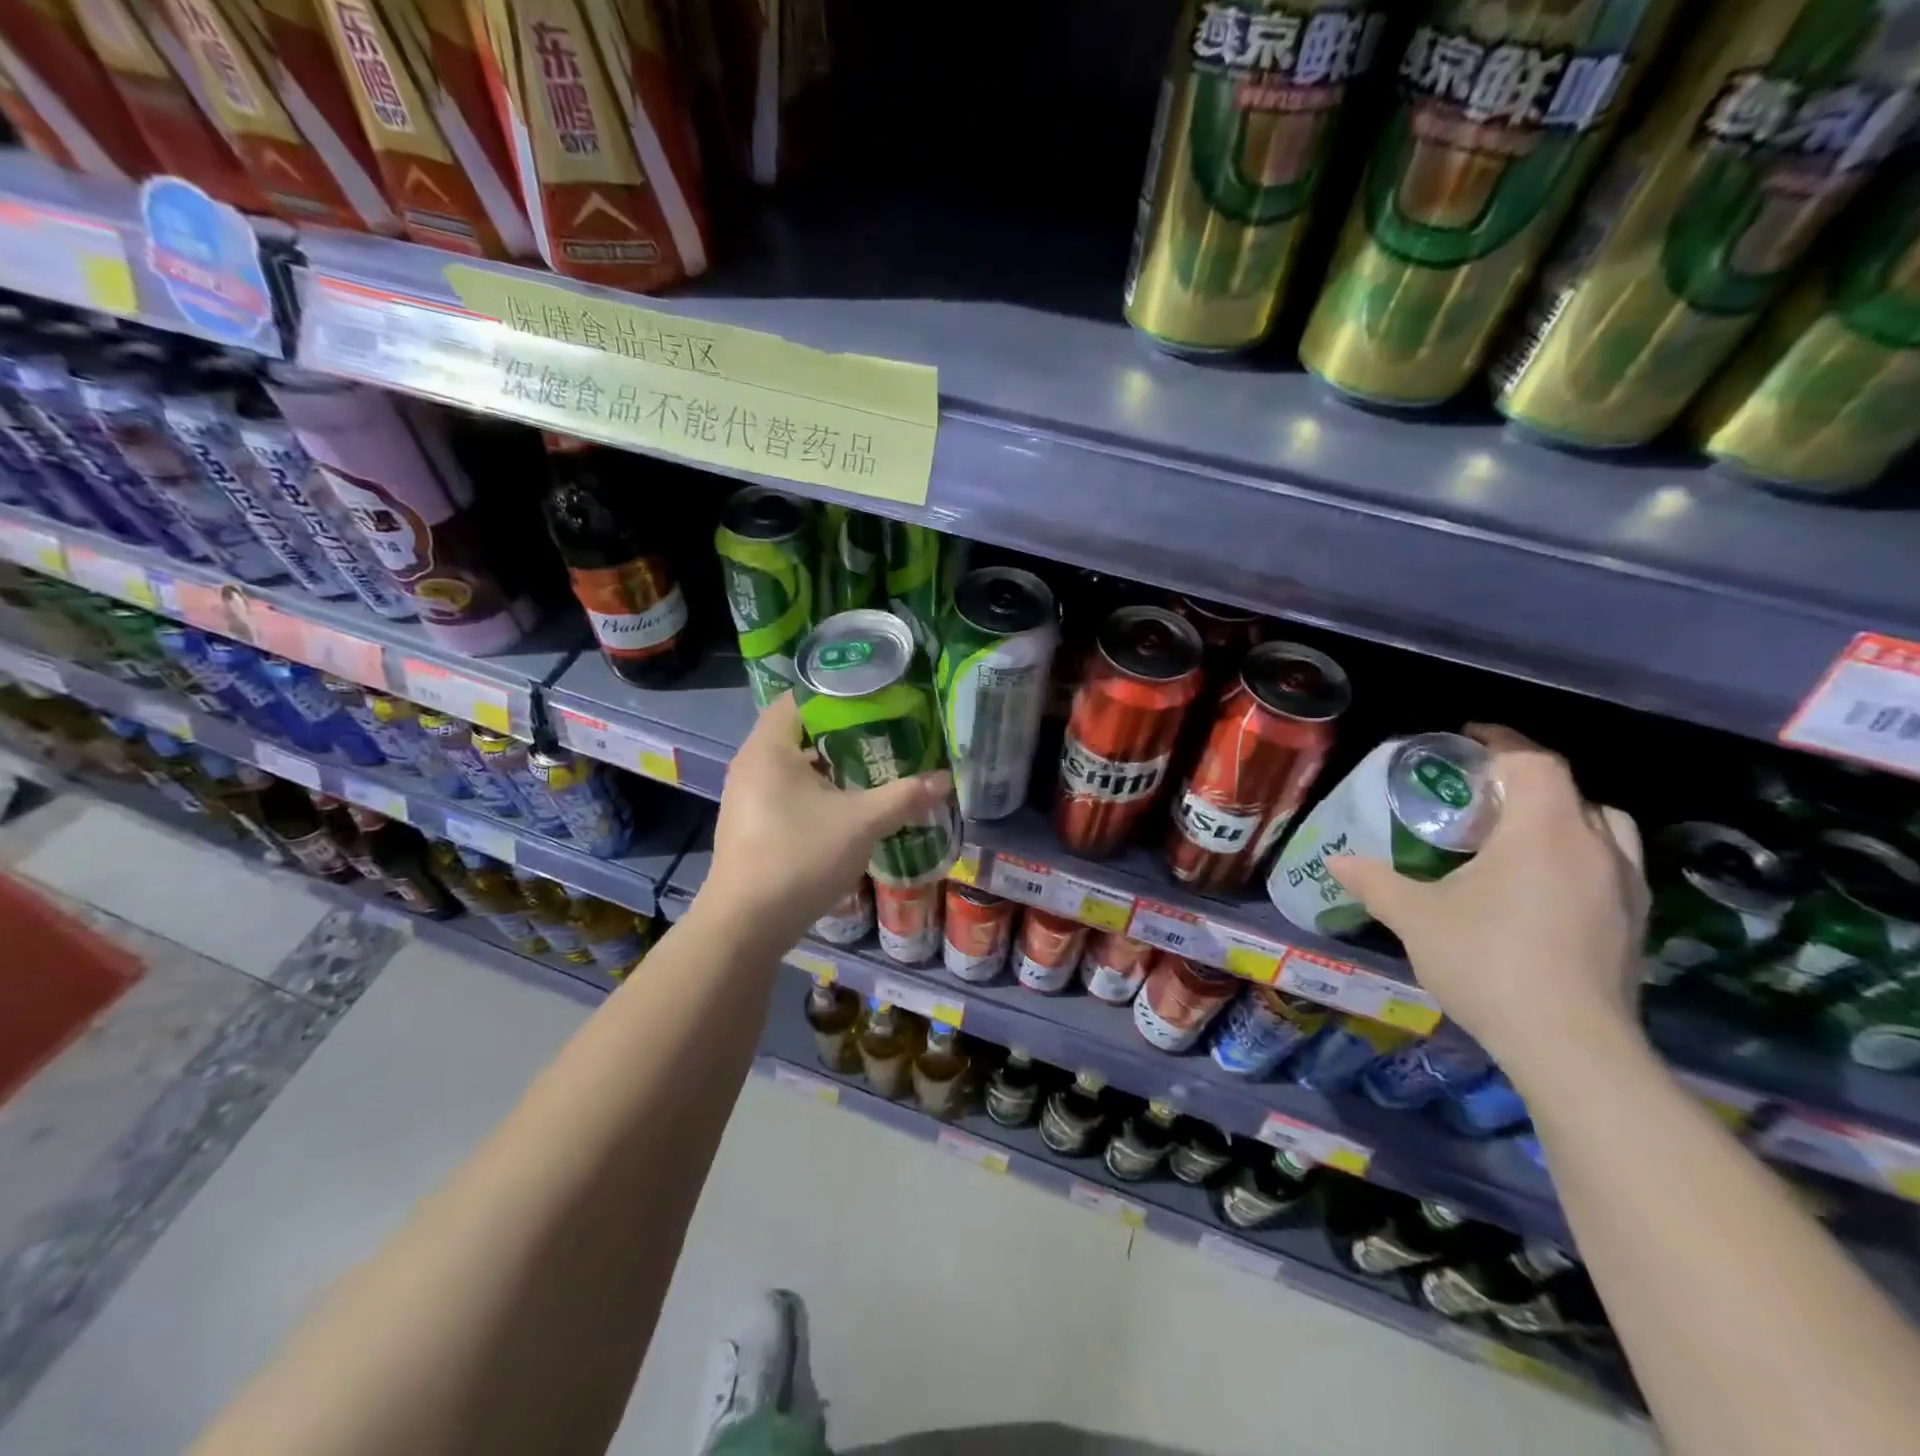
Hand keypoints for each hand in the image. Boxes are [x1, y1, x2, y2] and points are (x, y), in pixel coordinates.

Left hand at [697, 694, 952, 951]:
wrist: (746, 925)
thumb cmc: (799, 858)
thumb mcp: (861, 823)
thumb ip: (904, 797)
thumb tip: (945, 780)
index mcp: (769, 748)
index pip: (801, 697)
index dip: (839, 692)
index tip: (877, 696)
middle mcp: (752, 763)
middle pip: (800, 730)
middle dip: (843, 730)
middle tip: (886, 731)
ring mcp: (747, 795)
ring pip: (794, 764)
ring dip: (831, 764)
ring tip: (874, 765)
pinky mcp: (751, 823)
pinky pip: (787, 790)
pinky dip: (817, 789)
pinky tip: (848, 805)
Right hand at [1326, 725, 1649, 1090]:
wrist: (1571, 1047)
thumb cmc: (1488, 962)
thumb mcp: (1416, 917)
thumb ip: (1376, 882)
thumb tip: (1336, 862)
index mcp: (1545, 832)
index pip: (1534, 762)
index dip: (1502, 741)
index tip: (1469, 736)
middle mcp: (1596, 849)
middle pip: (1572, 792)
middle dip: (1528, 782)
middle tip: (1482, 797)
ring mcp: (1627, 889)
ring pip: (1603, 829)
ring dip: (1563, 819)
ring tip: (1518, 838)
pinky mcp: (1636, 926)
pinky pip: (1612, 867)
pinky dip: (1579, 858)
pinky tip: (1542, 888)